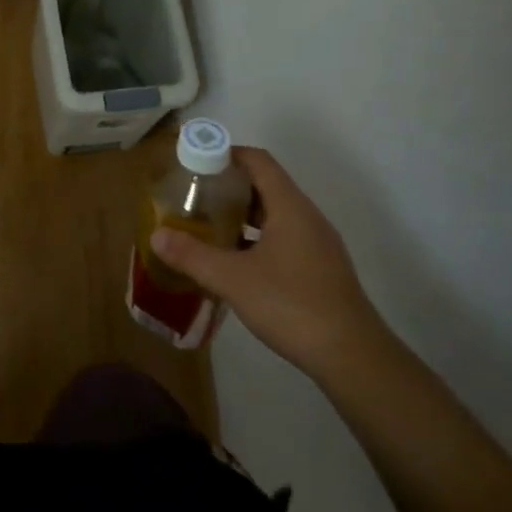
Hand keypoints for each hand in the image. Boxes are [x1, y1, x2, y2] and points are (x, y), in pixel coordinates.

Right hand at [151, 146, 384, 376]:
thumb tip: (157, 235)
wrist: (354, 358)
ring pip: (276, 213)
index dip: (227, 154)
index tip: (196, 161)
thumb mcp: (233, 279)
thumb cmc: (292, 305)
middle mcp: (307, 216)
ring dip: (243, 213)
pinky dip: (258, 236)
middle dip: (230, 185)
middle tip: (195, 195)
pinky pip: (285, 236)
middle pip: (266, 184)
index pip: (258, 161)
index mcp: (289, 207)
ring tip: (210, 225)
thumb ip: (192, 255)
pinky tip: (238, 261)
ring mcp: (318, 244)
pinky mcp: (322, 268)